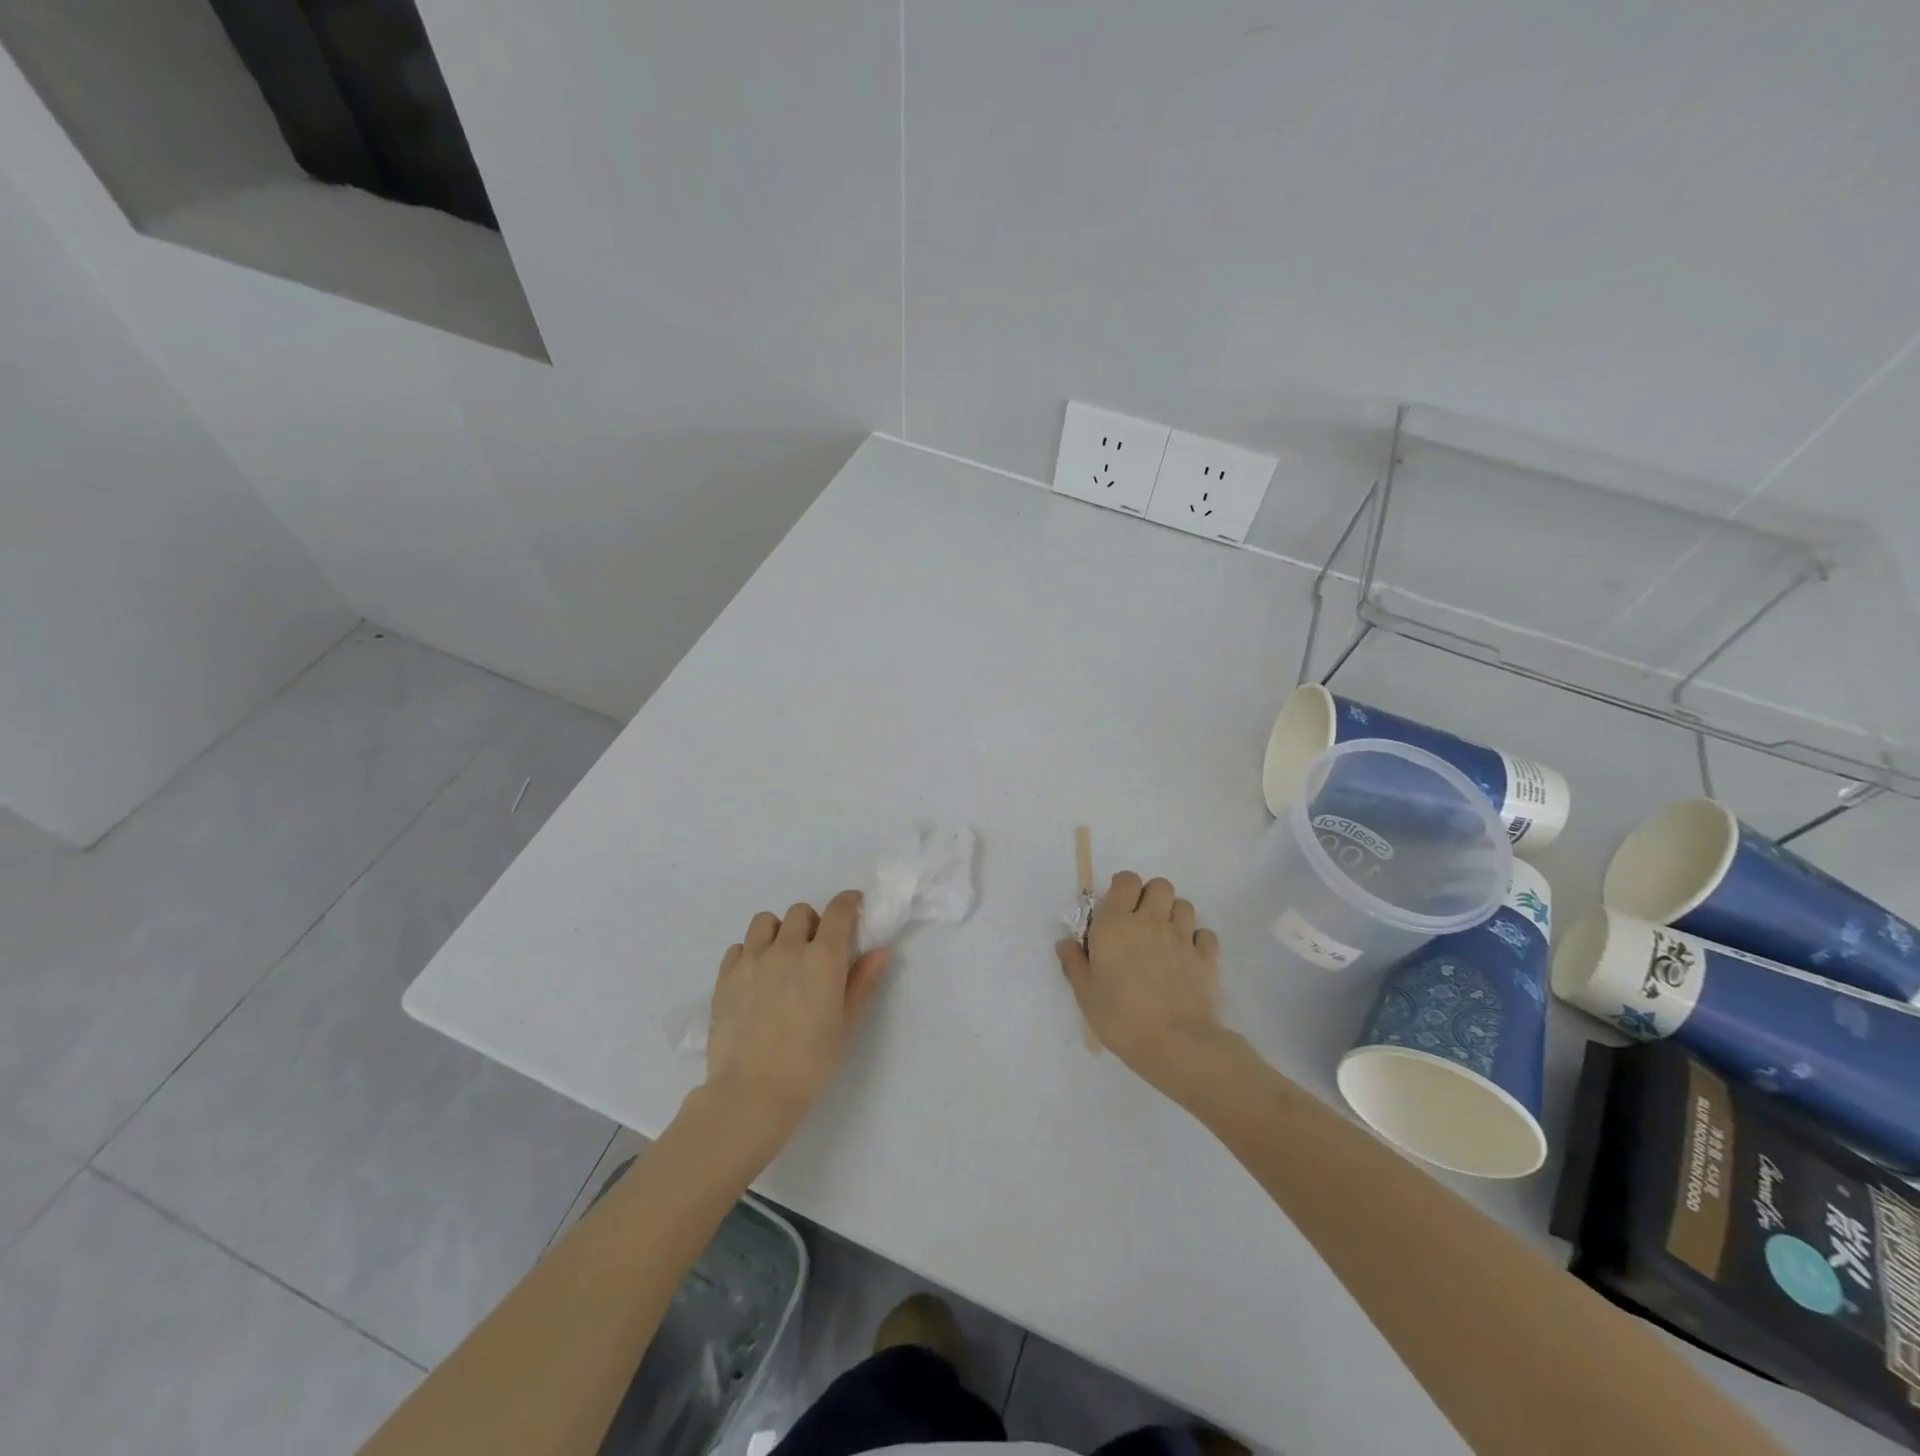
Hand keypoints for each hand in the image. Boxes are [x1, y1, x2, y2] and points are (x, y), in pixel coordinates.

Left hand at [703, 891, 890, 1147]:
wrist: (752, 1093)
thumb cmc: (811, 1063)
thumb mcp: (846, 1025)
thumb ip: (863, 983)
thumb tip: (879, 952)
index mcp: (823, 957)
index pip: (839, 910)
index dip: (849, 902)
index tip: (854, 907)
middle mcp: (788, 947)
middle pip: (800, 912)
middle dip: (812, 923)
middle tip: (815, 950)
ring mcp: (752, 960)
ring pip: (765, 921)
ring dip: (778, 931)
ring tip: (781, 957)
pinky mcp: (725, 976)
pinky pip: (738, 947)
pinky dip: (750, 952)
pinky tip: (755, 977)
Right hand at [1056, 873, 1227, 1094]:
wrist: (1175, 1044)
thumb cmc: (1121, 1018)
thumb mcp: (1085, 995)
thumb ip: (1074, 963)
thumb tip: (1065, 942)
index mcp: (1115, 924)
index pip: (1126, 881)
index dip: (1122, 889)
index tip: (1116, 909)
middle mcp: (1150, 921)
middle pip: (1160, 885)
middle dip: (1152, 896)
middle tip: (1142, 922)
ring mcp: (1182, 937)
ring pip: (1184, 904)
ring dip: (1174, 915)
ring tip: (1165, 939)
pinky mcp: (1206, 958)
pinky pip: (1205, 934)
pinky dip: (1198, 941)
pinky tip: (1188, 958)